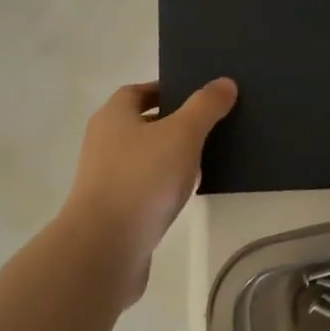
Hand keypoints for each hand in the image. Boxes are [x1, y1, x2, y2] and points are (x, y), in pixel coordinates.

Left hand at [63, 78, 237, 298]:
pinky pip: (145, 186)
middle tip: (211, 123)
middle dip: (174, 122)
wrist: (105, 248)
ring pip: (145, 156)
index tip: (198, 95)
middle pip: (142, 122)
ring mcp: (106, 178)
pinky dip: (165, 184)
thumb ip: (206, 106)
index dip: (167, 89)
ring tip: (207, 156)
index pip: (138, 91)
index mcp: (114, 116)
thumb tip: (225, 82)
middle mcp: (104, 142)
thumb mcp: (183, 133)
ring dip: (171, 155)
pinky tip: (188, 191)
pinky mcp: (115, 209)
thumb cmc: (142, 178)